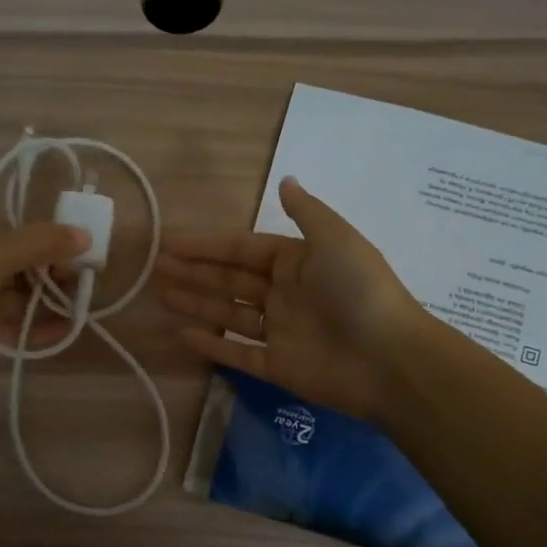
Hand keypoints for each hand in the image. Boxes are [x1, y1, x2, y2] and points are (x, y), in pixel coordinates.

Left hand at [0, 222, 88, 371]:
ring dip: (55, 298)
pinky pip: (24, 329)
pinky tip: (70, 325)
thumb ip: (40, 243)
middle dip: (54, 270)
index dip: (46, 239)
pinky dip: (46, 327)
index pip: (15, 233)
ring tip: (81, 300)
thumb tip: (86, 235)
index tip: (75, 246)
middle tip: (81, 275)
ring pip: (27, 298)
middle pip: (24, 266)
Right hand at [154, 177, 424, 421]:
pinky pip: (238, 353)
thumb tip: (286, 179)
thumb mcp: (335, 238)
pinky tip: (182, 334)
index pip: (242, 249)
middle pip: (230, 280)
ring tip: (160, 295)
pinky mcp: (278, 367)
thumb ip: (305, 212)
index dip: (207, 245)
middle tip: (156, 268)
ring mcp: (280, 332)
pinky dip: (212, 345)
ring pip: (229, 314)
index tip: (171, 243)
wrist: (391, 359)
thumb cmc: (359, 290)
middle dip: (194, 273)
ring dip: (196, 303)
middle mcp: (285, 294)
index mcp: (297, 262)